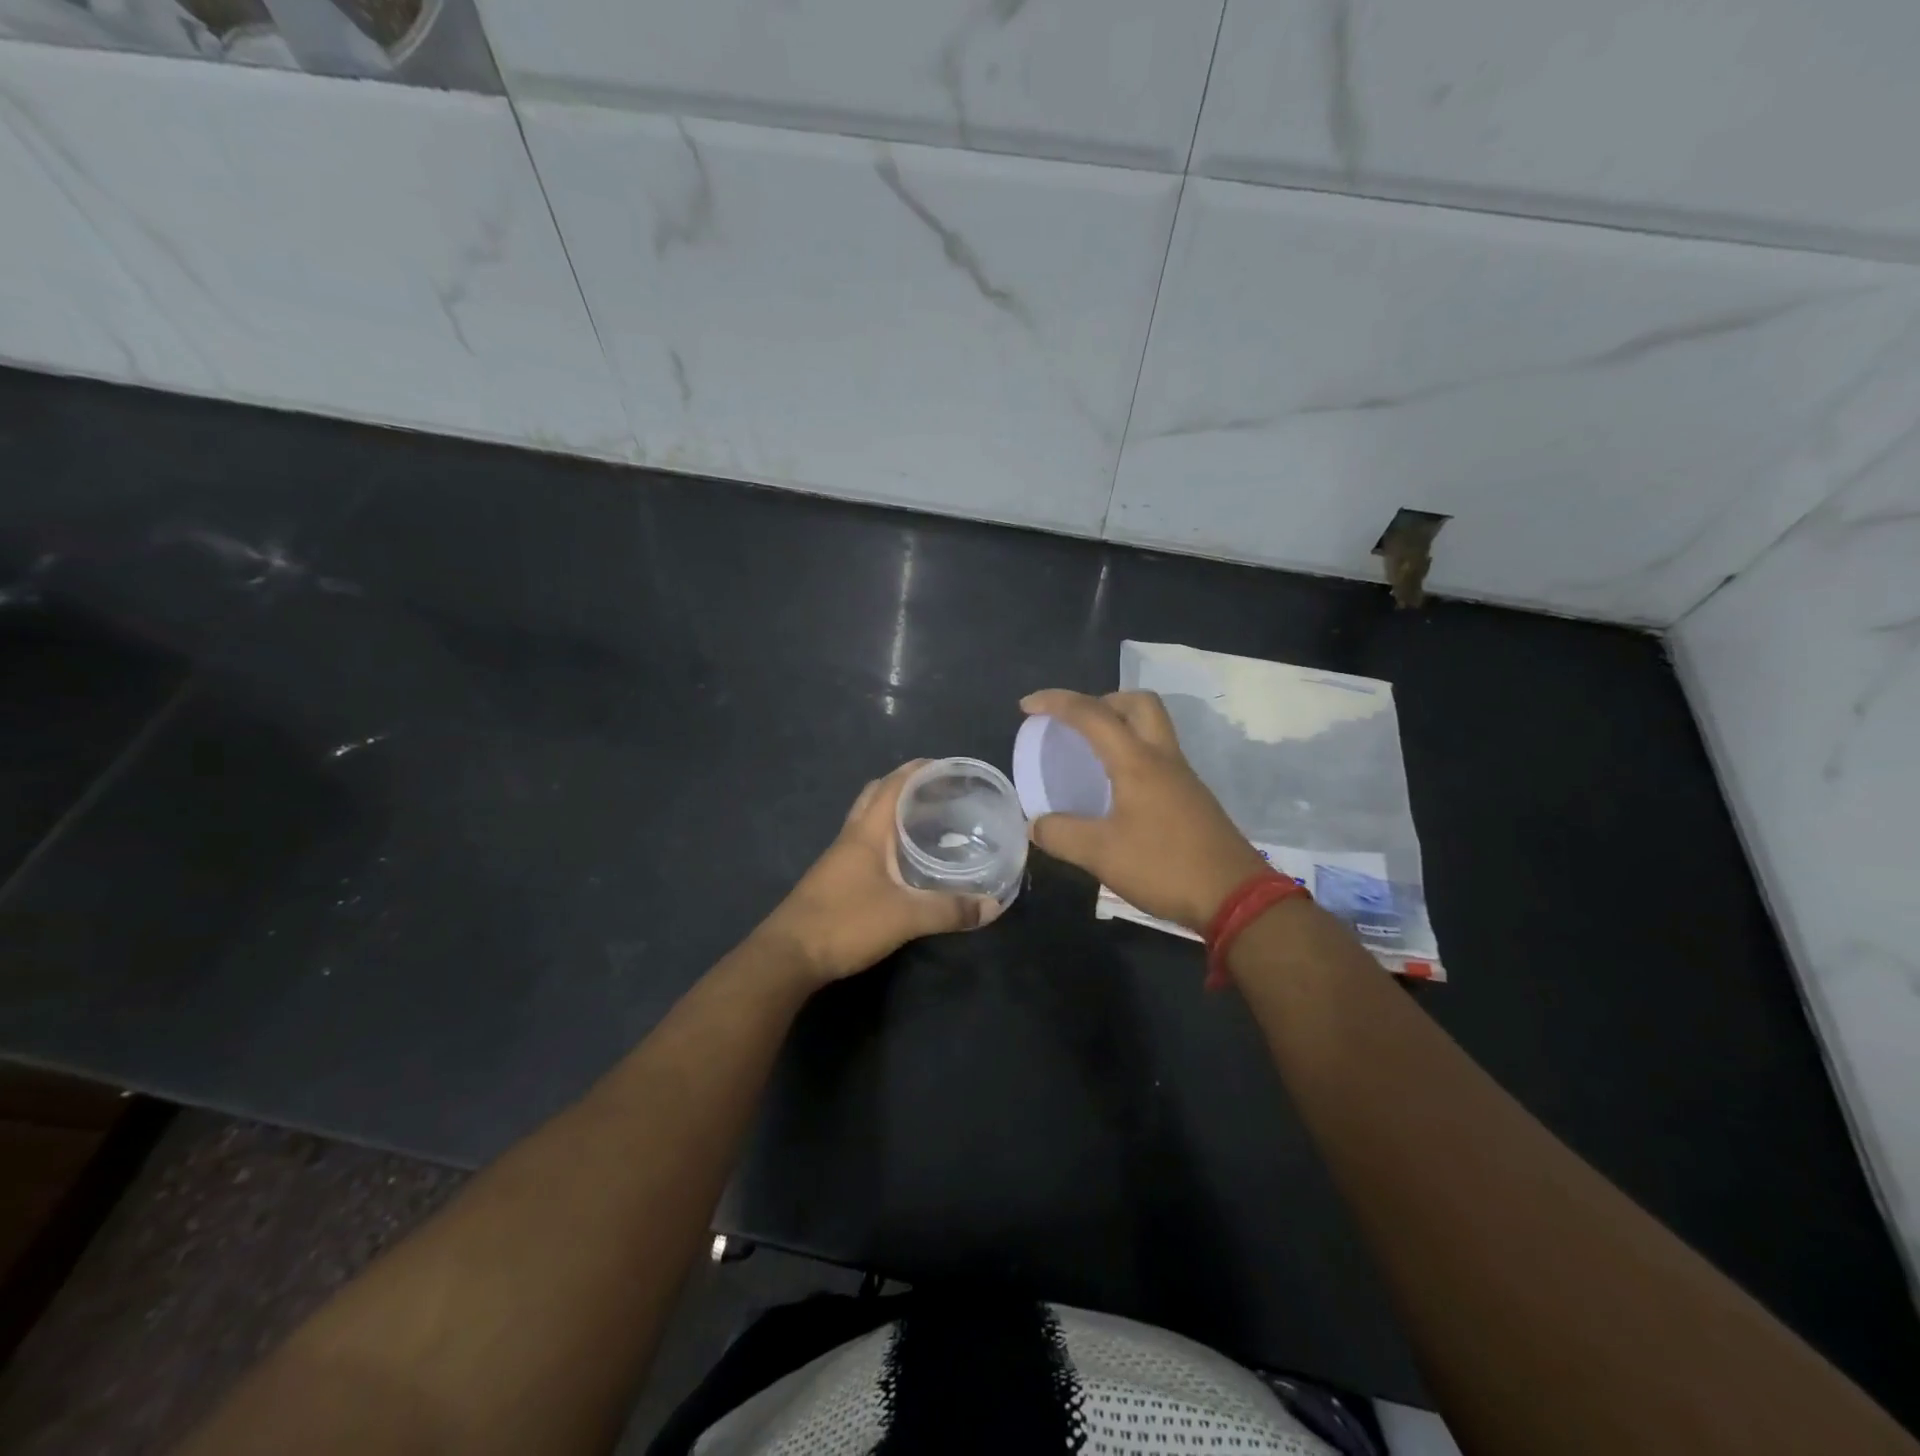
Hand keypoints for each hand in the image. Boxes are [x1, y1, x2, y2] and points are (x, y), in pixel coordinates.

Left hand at [762, 760, 1003, 984]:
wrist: (789, 956)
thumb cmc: (845, 923)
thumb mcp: (905, 917)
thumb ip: (948, 910)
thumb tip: (992, 906)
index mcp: (866, 832)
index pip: (892, 785)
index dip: (917, 770)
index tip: (946, 766)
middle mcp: (852, 837)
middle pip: (876, 796)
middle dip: (906, 786)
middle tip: (939, 792)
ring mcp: (840, 858)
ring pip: (869, 821)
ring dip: (894, 812)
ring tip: (928, 820)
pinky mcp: (836, 879)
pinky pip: (866, 845)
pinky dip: (887, 839)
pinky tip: (905, 860)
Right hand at [1021, 689, 1266, 933]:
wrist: (1234, 897)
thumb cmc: (1164, 867)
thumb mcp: (1101, 854)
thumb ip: (1061, 834)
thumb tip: (1035, 824)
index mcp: (1137, 762)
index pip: (1092, 715)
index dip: (1056, 703)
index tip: (1027, 706)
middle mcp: (1163, 758)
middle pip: (1138, 703)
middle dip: (1101, 701)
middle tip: (1075, 724)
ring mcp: (1183, 777)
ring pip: (1153, 728)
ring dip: (1120, 725)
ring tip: (1090, 753)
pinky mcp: (1192, 797)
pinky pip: (1158, 756)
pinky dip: (1133, 754)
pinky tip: (1117, 788)